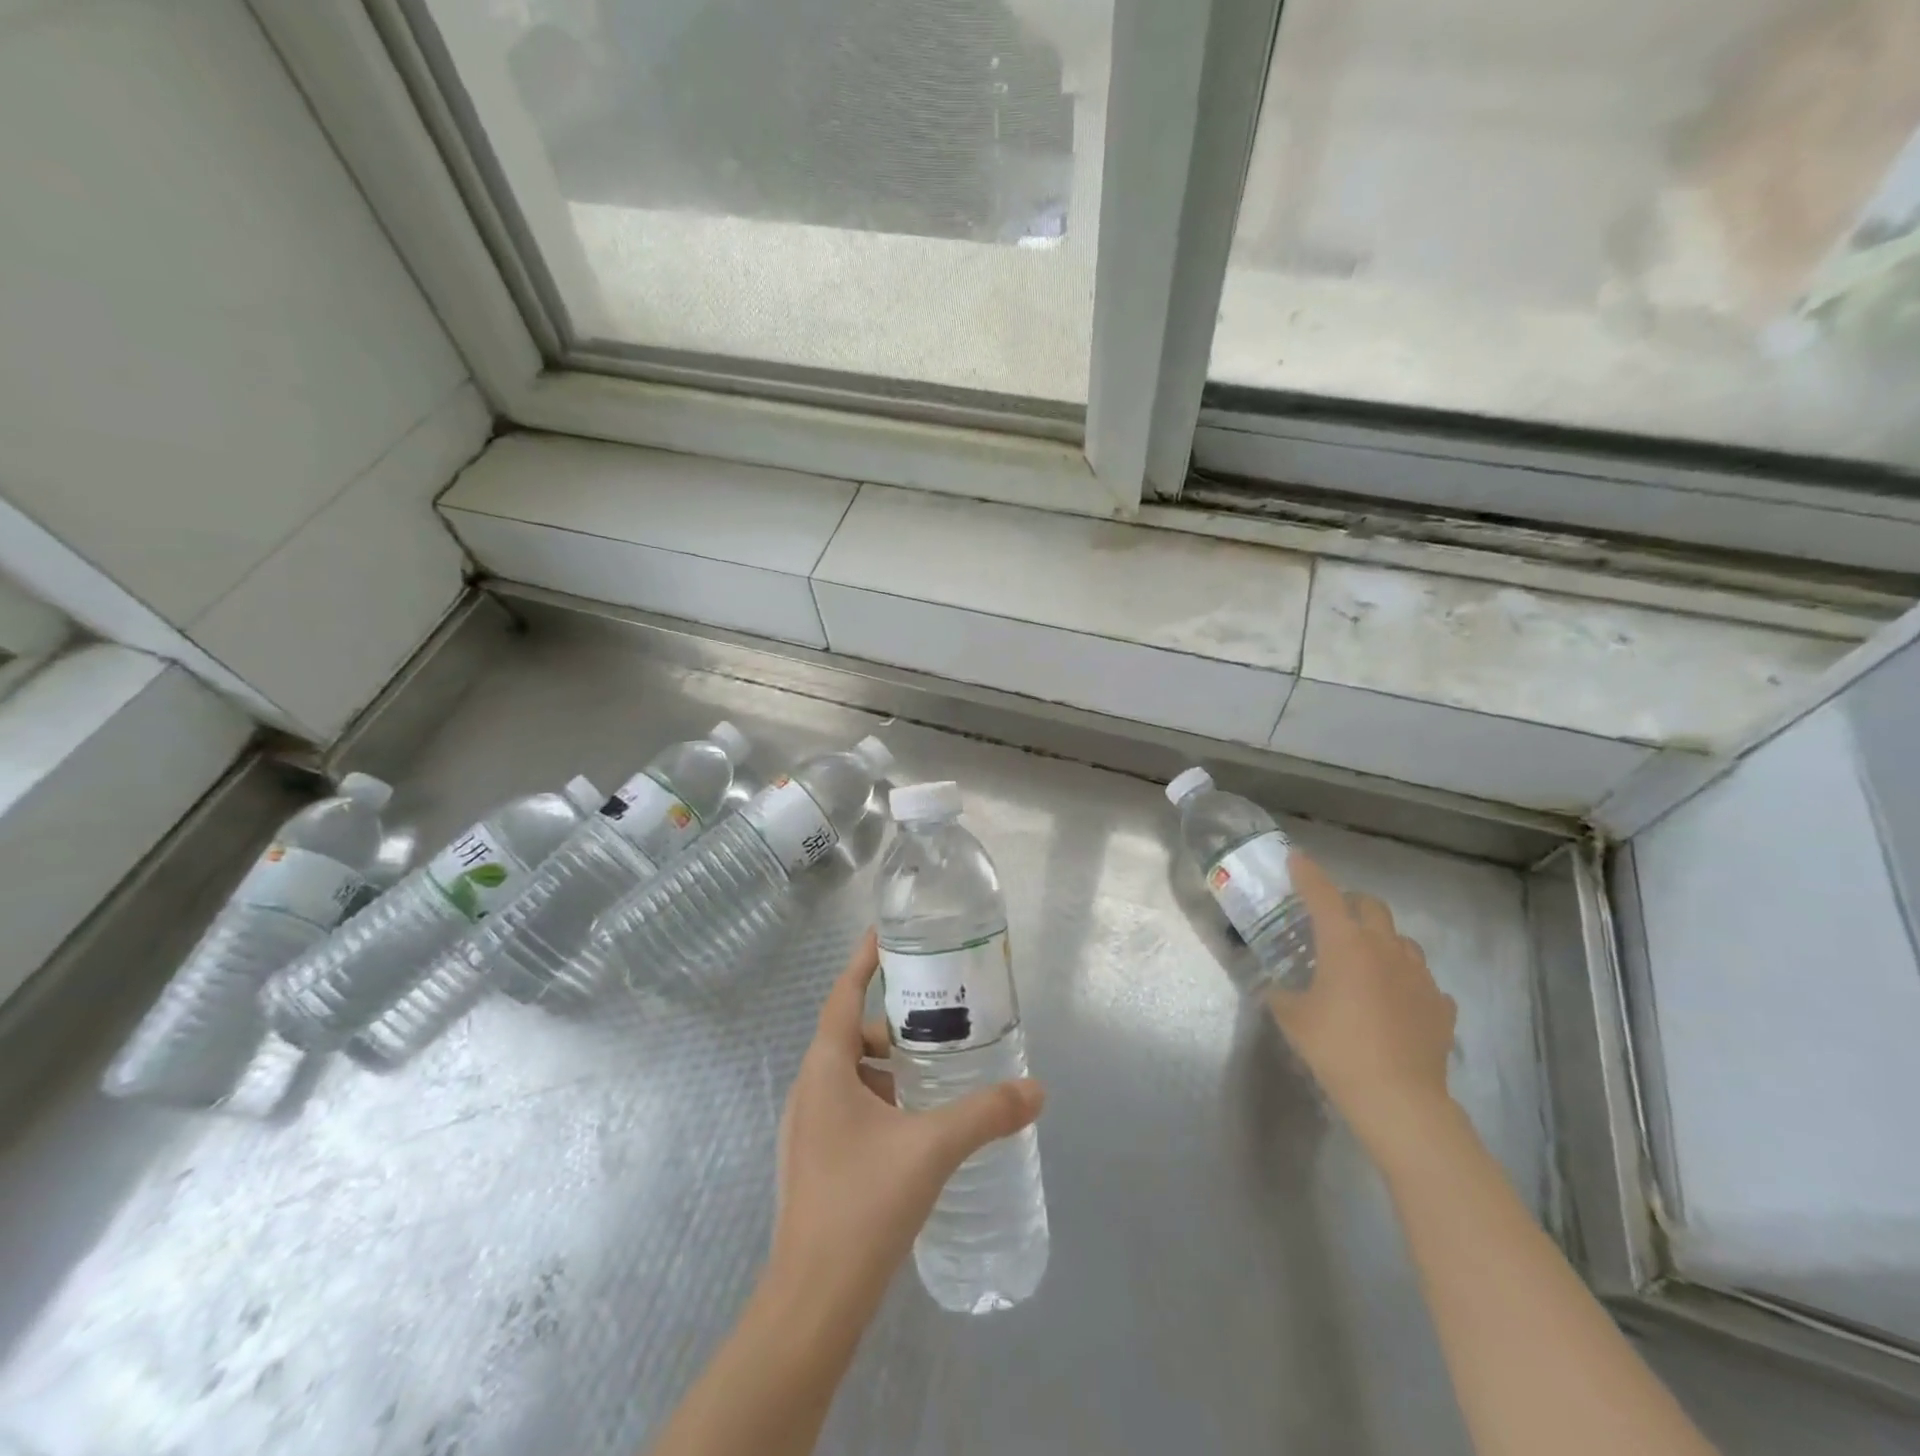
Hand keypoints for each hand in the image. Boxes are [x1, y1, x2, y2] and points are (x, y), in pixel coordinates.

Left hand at [768, 929, 1044, 1318]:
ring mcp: (806, 1129)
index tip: (884, 935)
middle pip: (849, 1035)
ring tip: (932, 1078)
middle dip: (891, 1026)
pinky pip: (847, 1108)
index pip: (843, 996)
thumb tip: (1036, 1090)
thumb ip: (986, 1113)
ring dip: (886, 1068)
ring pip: (848, 1075)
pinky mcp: (813, 1160)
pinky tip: (913, 1128)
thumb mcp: (933, 1148)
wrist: (813, 1302)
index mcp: (824, 1070)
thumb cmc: (864, 1205)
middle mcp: (807, 1090)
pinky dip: (879, 1100)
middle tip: (936, 1025)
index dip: (862, 962)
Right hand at [1265, 851, 1457, 1157]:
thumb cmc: (1336, 1048)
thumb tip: (1277, 988)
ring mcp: (1418, 975)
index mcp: (1344, 943)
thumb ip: (1281, 994)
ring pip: (1400, 940)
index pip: (1321, 893)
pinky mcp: (1440, 1004)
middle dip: (1350, 903)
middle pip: (1370, 906)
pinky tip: (1395, 1002)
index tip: (1296, 858)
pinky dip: (1405, 981)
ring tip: (1365, 962)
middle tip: (1331, 920)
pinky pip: (1421, 980)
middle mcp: (1384, 947)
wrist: (1398, 1098)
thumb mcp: (1292, 1018)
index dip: (1306, 873)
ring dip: (1381, 940)